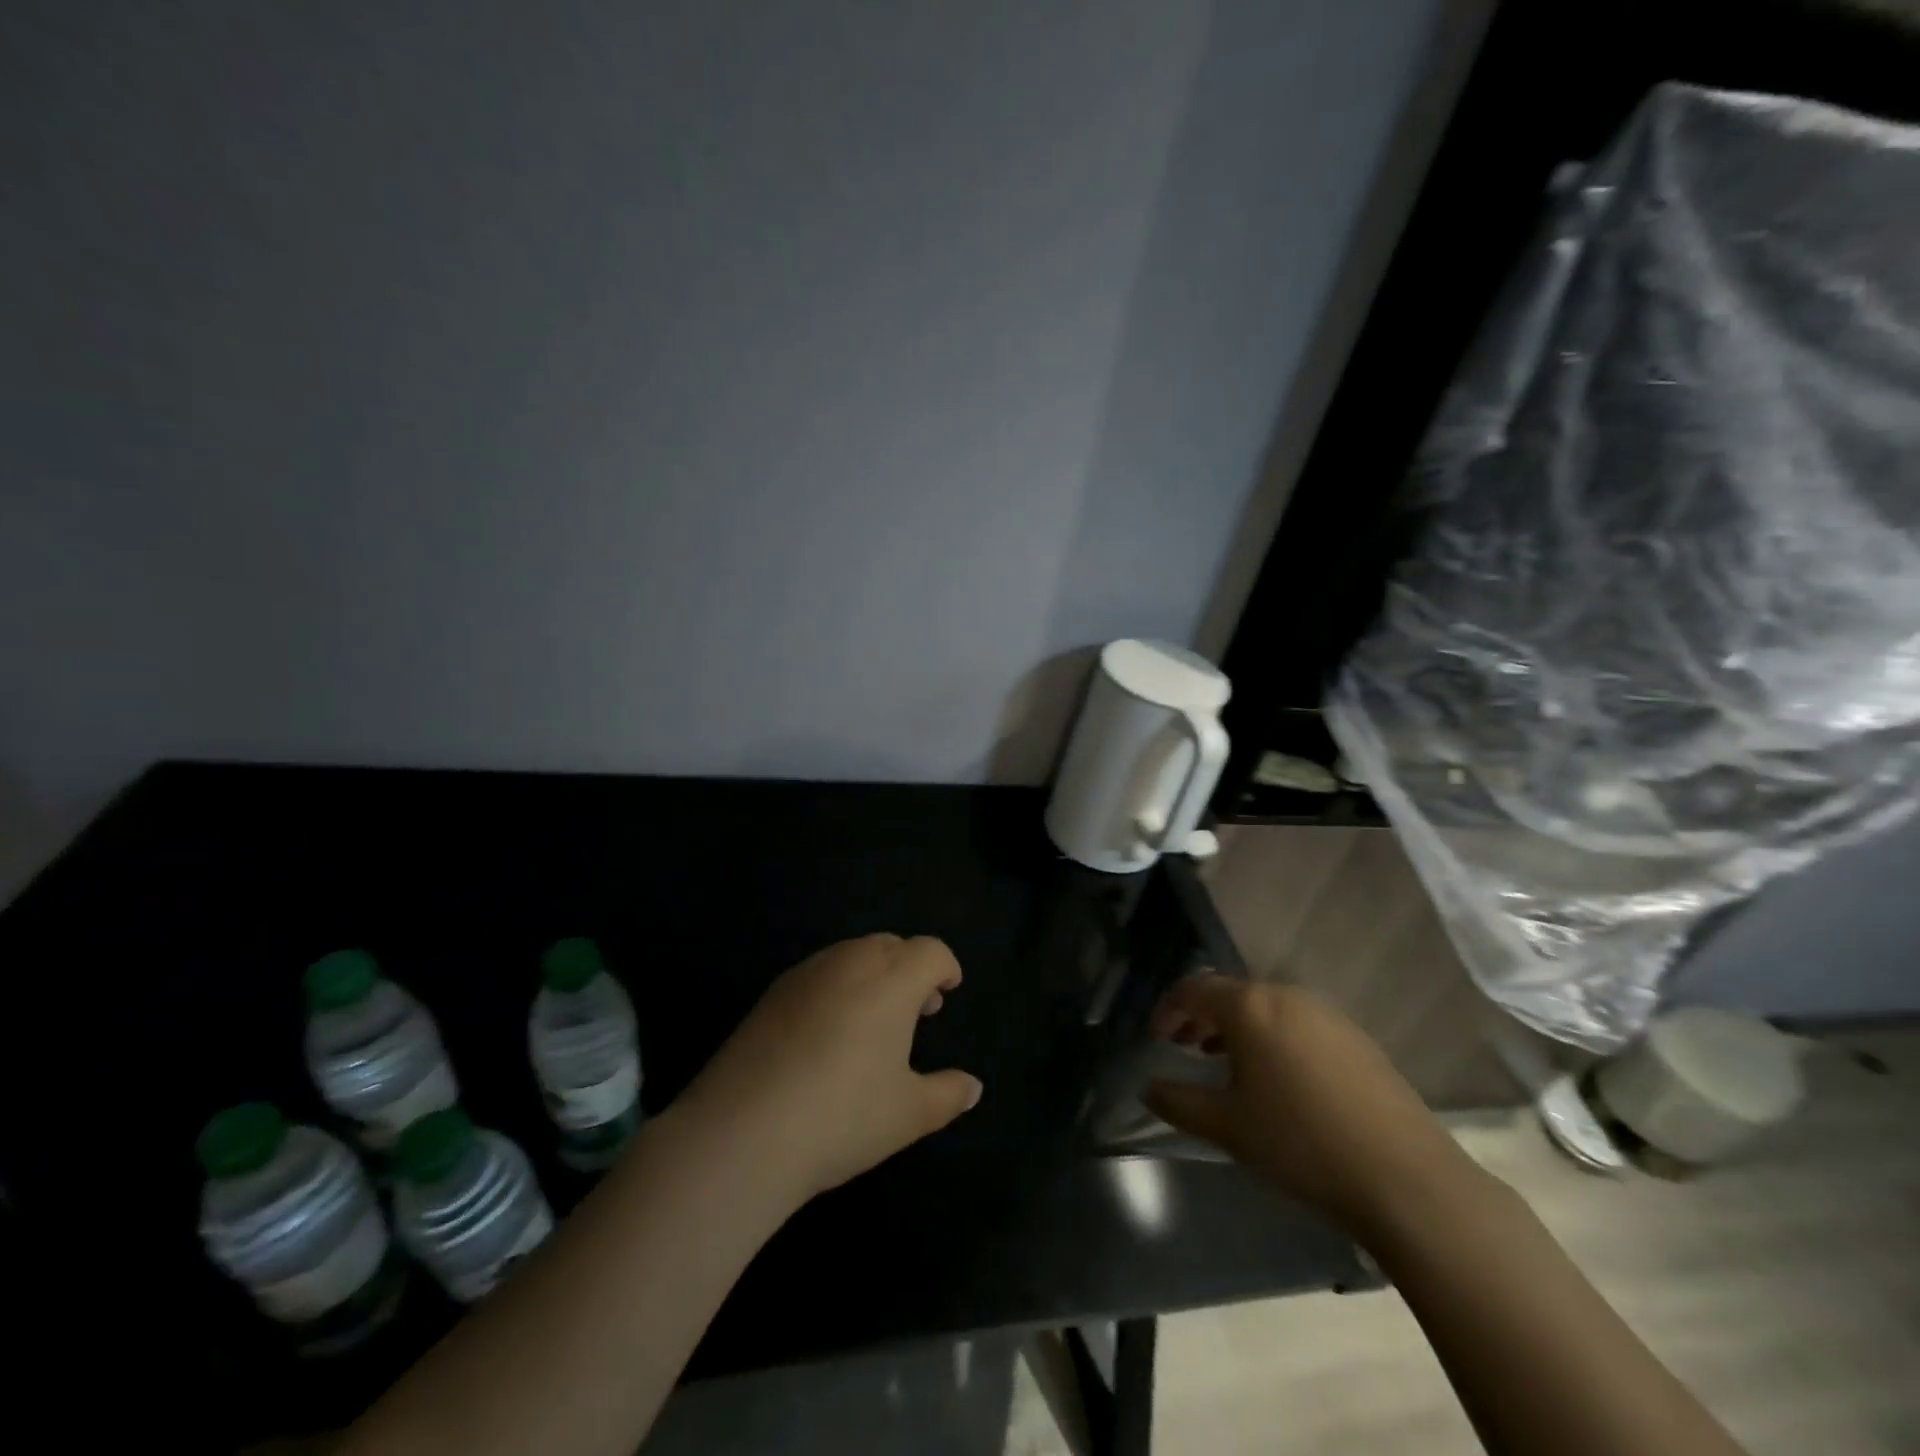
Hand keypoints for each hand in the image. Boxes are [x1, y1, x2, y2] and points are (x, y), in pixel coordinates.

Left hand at [672, 935, 982, 1206]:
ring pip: (852, 955)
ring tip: (874, 1023)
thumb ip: (948, 1094)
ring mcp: (806, 974)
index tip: (949, 990)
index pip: (929, 951)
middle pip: (891, 946)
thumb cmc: (842, 1117)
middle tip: (918, 1011)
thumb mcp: (908, 1114)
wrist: (742, 1132)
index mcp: (892, 980)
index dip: (945, 966)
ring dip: (874, 975)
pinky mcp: (771, 994)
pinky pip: (819, 974)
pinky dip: (838, 987)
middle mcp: (850, 962)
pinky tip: (828, 1035)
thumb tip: (973, 1087)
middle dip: (910, 968)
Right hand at [1145, 975, 1470, 1230]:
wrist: (1406, 1179)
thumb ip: (1178, 1101)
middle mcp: (1286, 995)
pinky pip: (1297, 1023)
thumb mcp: (1227, 1126)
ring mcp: (1326, 1014)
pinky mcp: (1356, 1037)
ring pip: (1265, 1007)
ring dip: (1238, 1028)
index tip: (1156, 1038)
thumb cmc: (1300, 1142)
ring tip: (1227, 1064)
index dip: (1168, 1009)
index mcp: (1249, 1006)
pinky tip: (1279, 1079)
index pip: (1193, 989)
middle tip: (1185, 1048)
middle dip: (1202, 1017)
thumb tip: (1148, 1088)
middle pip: (1230, 993)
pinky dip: (1273, 1037)